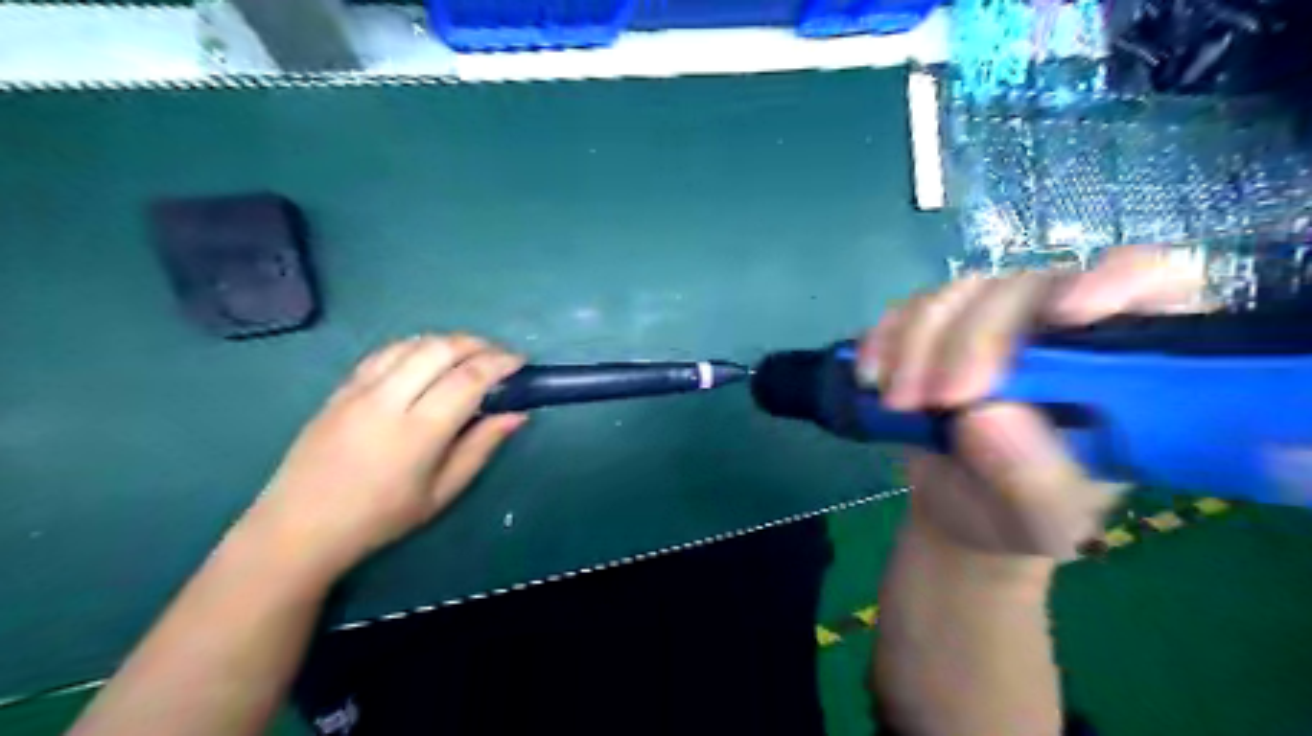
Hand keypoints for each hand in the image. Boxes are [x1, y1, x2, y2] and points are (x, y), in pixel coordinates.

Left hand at [236, 332, 527, 580]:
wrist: (300, 526)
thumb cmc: (380, 517)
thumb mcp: (442, 492)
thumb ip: (481, 447)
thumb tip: (517, 415)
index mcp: (418, 431)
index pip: (468, 379)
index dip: (500, 363)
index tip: (520, 362)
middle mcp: (388, 400)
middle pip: (440, 349)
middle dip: (477, 344)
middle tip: (499, 355)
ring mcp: (359, 389)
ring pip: (412, 344)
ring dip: (447, 341)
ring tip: (469, 353)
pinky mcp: (341, 388)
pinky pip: (385, 352)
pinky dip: (415, 346)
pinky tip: (427, 357)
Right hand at [857, 243, 1201, 558]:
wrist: (959, 510)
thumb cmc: (1020, 517)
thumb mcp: (1042, 522)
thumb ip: (1033, 480)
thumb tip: (985, 414)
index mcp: (1121, 367)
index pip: (1155, 286)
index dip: (1119, 280)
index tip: (1066, 315)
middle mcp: (1059, 330)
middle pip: (1027, 287)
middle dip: (973, 339)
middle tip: (940, 399)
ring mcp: (992, 324)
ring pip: (958, 294)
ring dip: (917, 343)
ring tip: (900, 404)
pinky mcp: (936, 330)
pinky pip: (905, 310)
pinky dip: (883, 339)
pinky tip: (872, 377)